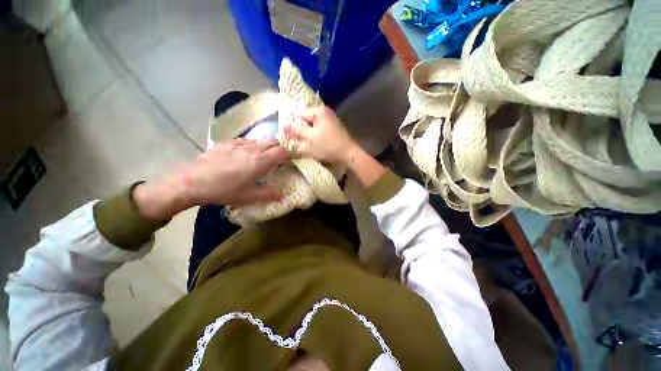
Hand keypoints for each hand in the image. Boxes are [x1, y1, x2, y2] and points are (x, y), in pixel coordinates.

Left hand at [134, 138, 288, 219]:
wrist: (192, 182)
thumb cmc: (224, 191)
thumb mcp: (249, 196)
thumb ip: (269, 194)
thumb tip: (283, 195)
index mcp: (260, 161)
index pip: (281, 151)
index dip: (290, 152)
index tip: (293, 157)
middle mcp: (252, 149)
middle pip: (272, 142)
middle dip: (279, 147)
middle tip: (280, 157)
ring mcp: (239, 143)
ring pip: (259, 140)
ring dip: (266, 146)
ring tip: (264, 156)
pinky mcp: (227, 142)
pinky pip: (246, 140)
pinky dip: (252, 145)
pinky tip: (246, 153)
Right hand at [282, 106, 358, 165]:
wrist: (348, 154)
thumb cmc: (328, 145)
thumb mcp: (310, 138)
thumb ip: (296, 131)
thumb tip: (283, 126)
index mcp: (319, 111)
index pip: (300, 115)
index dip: (293, 125)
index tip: (289, 136)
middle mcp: (325, 112)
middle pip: (307, 120)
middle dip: (302, 130)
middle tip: (299, 140)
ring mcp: (331, 120)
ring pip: (313, 125)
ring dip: (309, 134)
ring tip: (307, 143)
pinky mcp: (334, 128)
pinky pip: (320, 129)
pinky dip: (316, 135)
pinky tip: (316, 143)